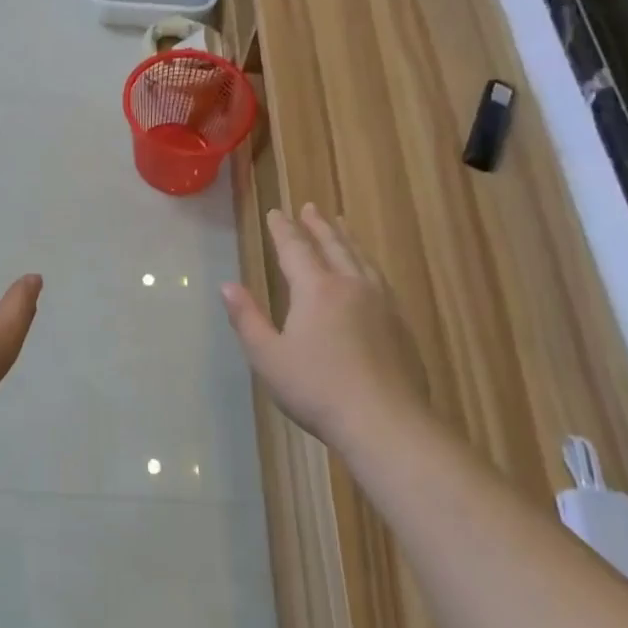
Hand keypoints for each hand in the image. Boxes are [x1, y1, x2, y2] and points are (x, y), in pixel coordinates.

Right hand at [221, 204, 430, 449]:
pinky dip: (366, 263)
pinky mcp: (400, 325)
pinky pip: (379, 278)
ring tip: (340, 225)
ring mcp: (382, 304)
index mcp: (316, 290)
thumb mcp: (268, 356)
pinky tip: (367, 272)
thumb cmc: (316, 388)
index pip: (296, 249)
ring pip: (361, 259)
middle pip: (333, 246)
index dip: (283, 230)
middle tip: (310, 207)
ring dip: (346, 239)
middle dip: (318, 225)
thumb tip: (227, 286)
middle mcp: (351, 286)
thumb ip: (247, 318)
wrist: (385, 421)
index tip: (276, 212)